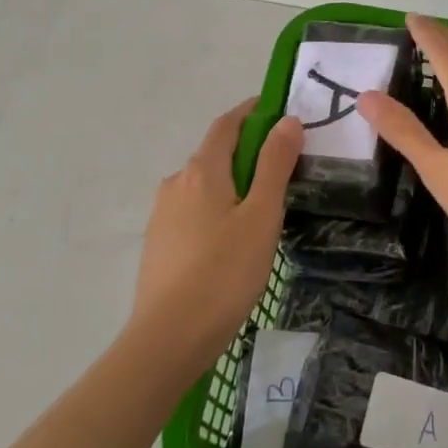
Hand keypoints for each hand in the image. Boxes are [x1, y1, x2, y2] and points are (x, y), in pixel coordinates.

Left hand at [131, 98, 303, 368]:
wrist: (168, 338)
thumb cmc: (224, 272)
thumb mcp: (262, 215)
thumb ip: (275, 165)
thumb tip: (287, 120)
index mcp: (202, 170)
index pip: (227, 124)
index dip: (252, 111)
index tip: (279, 110)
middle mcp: (177, 183)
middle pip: (216, 153)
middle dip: (248, 150)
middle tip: (285, 164)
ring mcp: (163, 214)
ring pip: (205, 185)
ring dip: (233, 182)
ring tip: (264, 206)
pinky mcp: (160, 242)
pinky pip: (194, 210)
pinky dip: (218, 207)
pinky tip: (234, 237)